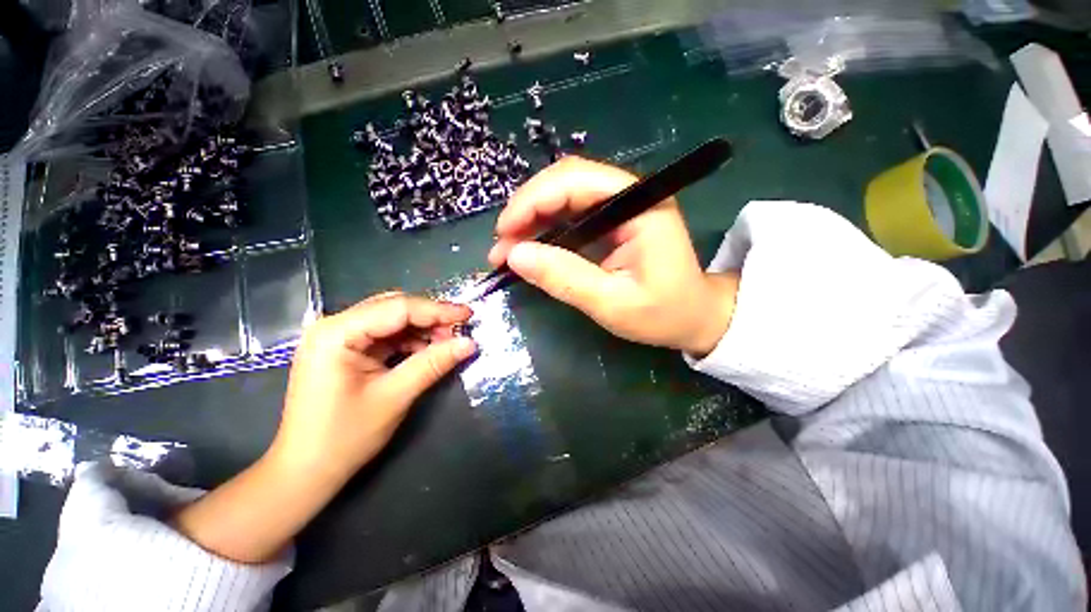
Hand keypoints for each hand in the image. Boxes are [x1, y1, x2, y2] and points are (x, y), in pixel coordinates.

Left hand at [173, 293, 474, 563]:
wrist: (306, 472)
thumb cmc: (344, 437)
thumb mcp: (395, 397)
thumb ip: (433, 364)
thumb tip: (470, 343)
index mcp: (336, 333)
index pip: (398, 308)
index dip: (438, 310)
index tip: (469, 315)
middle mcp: (334, 326)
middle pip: (394, 308)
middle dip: (430, 317)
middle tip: (461, 330)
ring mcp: (338, 337)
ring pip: (392, 320)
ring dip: (422, 329)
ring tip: (448, 343)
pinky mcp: (346, 350)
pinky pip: (386, 335)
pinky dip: (410, 340)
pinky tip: (427, 351)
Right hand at [489, 156, 738, 356]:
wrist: (694, 318)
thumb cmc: (662, 314)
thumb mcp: (612, 303)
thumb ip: (565, 278)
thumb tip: (515, 255)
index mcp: (640, 205)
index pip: (576, 181)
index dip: (533, 201)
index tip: (504, 232)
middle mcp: (630, 195)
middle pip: (566, 182)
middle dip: (527, 209)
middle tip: (501, 245)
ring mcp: (621, 207)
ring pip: (564, 196)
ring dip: (531, 219)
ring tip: (507, 250)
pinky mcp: (612, 222)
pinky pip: (570, 215)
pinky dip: (545, 229)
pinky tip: (529, 248)